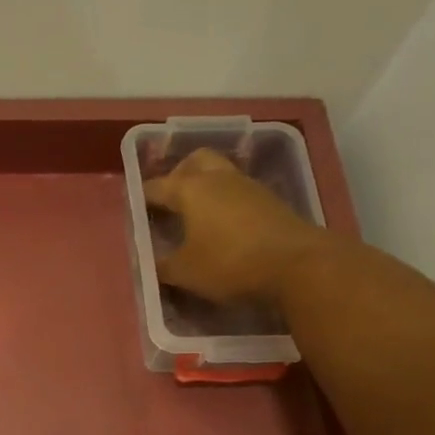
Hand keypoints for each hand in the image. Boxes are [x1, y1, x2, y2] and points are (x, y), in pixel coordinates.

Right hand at [143, 149, 330, 305]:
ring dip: (206, 188)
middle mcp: (219, 179)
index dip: (143, 197)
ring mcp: (249, 187)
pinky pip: (239, 192)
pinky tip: (223, 226)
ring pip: (221, 173)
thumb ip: (163, 266)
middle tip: (170, 199)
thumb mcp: (185, 272)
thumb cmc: (229, 264)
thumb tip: (154, 263)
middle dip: (179, 175)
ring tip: (196, 216)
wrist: (298, 265)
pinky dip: (226, 202)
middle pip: (195, 161)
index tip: (136, 209)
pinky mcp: (271, 201)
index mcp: (190, 189)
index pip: (157, 186)